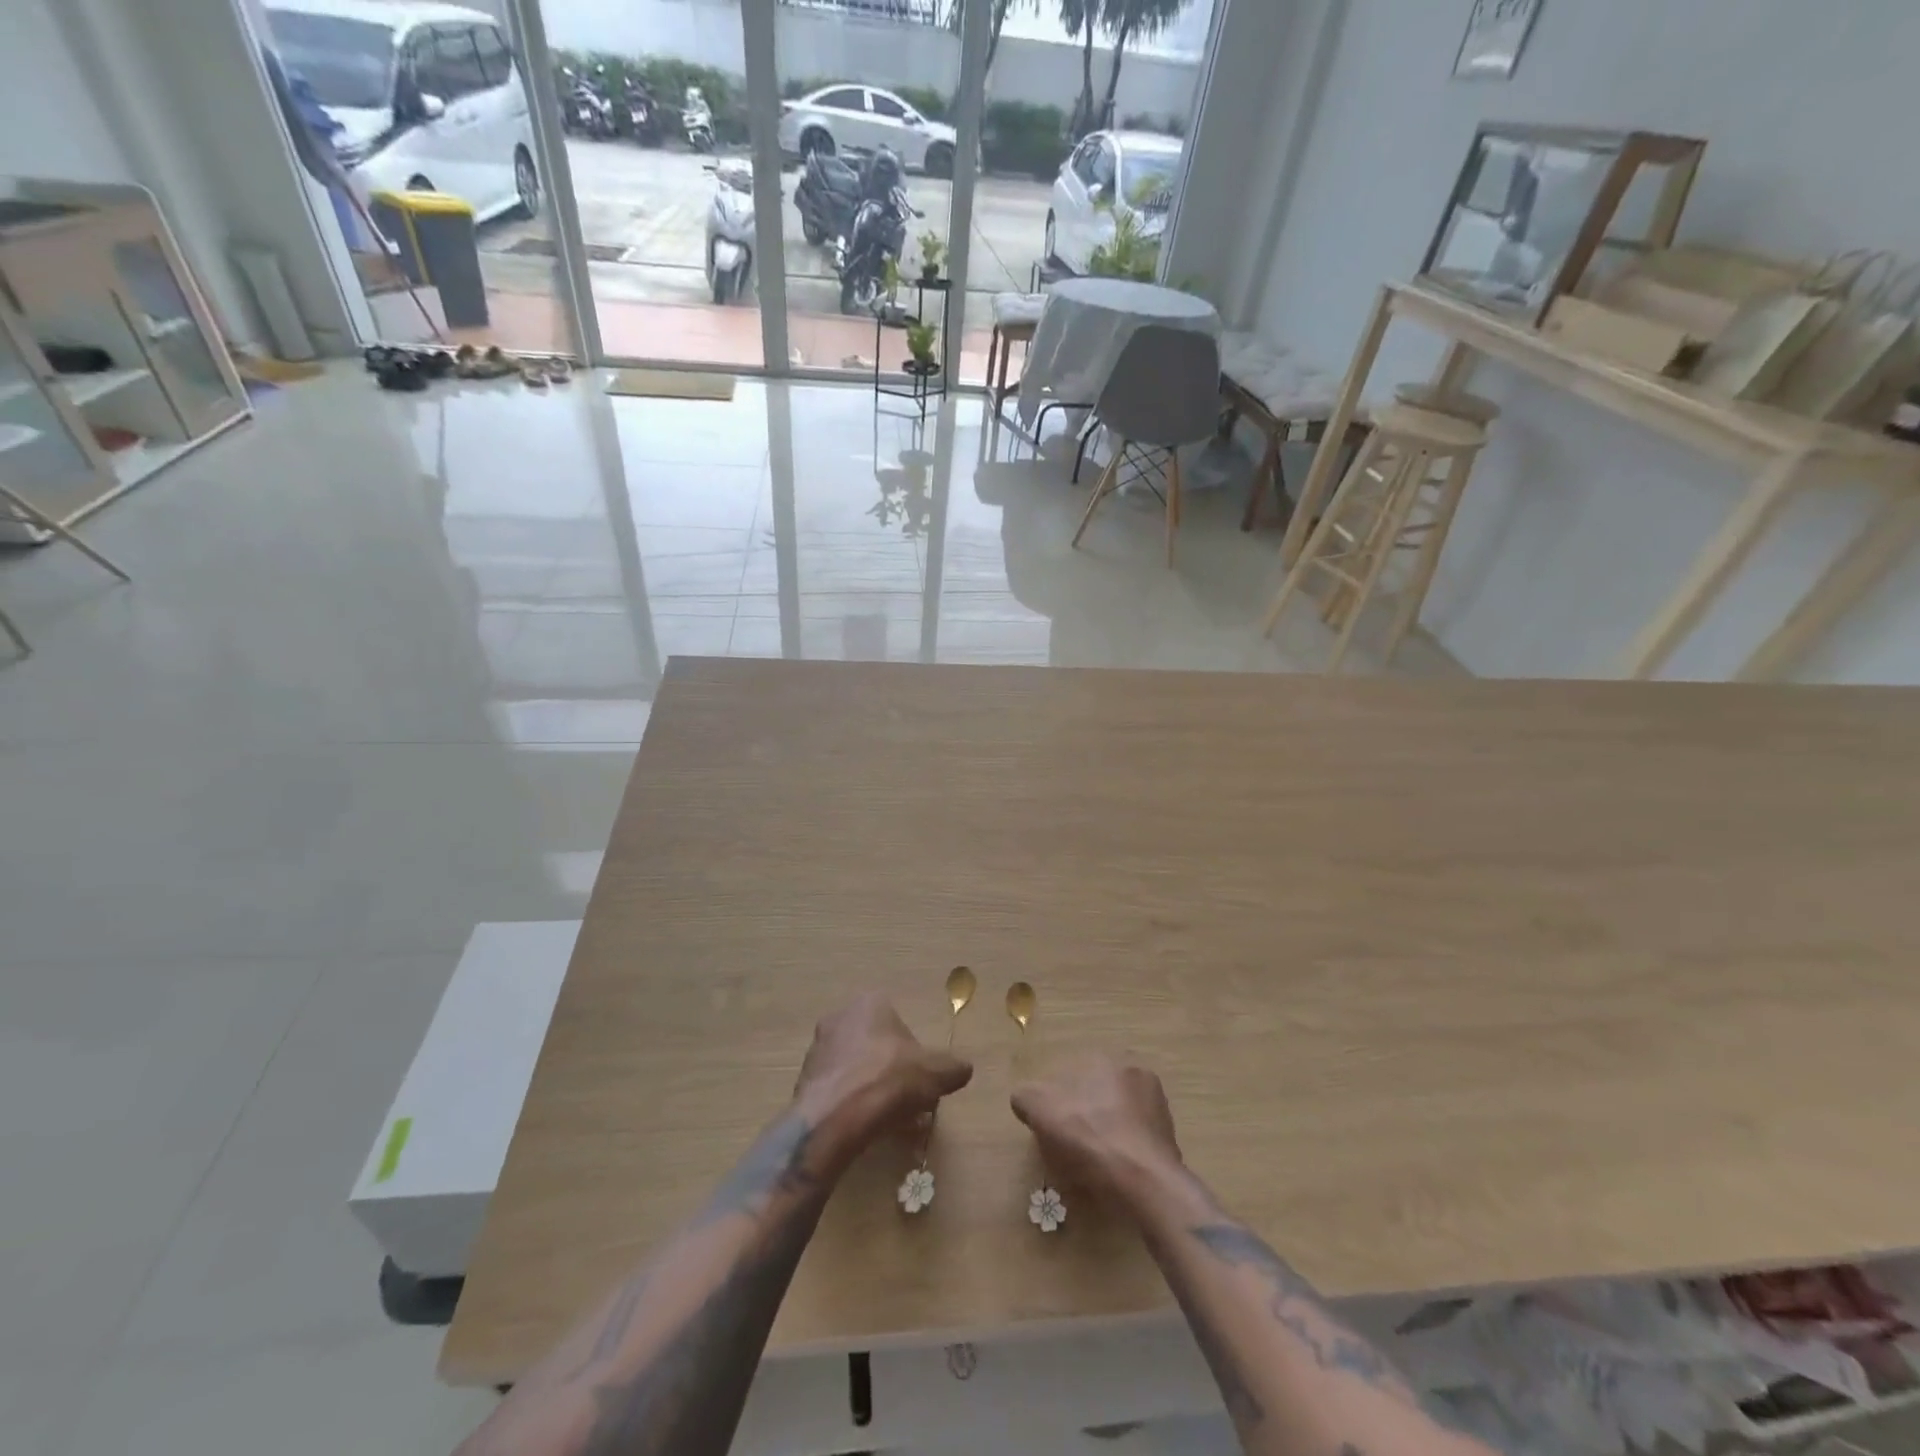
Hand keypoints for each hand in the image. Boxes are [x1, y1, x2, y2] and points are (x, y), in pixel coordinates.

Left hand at [793, 993, 972, 1161]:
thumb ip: (952, 1068)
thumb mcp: (935, 1073)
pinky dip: (852, 1106)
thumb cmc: (888, 1081)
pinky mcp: (804, 1081)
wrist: (834, 1119)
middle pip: (876, 1046)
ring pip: (856, 1069)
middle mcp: (839, 1017)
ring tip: (889, 1121)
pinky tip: (866, 1128)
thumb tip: (964, 1069)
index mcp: (870, 1003)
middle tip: (908, 1102)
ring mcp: (818, 1049)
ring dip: (872, 1089)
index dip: (914, 1054)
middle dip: (893, 1072)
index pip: (899, 1023)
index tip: (922, 1080)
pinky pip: (838, 1091)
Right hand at [1012, 1055, 1180, 1202]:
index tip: (1050, 1128)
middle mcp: (1137, 1073)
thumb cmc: (1089, 1137)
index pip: (1073, 1074)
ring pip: (1118, 1120)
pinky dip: (1122, 1155)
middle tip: (1067, 1148)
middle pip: (1097, 1096)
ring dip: (1104, 1136)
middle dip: (1082, 1117)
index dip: (1056, 1102)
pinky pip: (1135, 1143)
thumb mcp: (1040, 1109)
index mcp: (1108, 1058)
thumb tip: (1025, 1099)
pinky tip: (1112, 1176)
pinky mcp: (1169, 1140)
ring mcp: (1158, 1108)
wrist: (1143, 1182)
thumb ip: (1026, 1096)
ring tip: (1089, 1167)